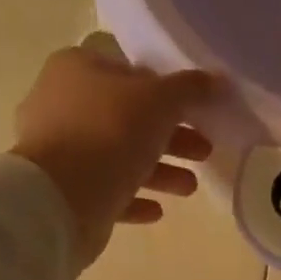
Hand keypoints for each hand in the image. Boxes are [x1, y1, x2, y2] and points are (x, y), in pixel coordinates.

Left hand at [12, 39, 220, 266]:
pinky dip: (134, 197)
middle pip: (129, 117)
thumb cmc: (110, 132)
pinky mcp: (66, 190)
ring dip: (160, 171)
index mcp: (79, 69)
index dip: (168, 91)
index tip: (198, 112)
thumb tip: (218, 79)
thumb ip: (190, 89)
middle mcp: (64, 103)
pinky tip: (157, 210)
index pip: (131, 72)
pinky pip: (107, 190)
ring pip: (120, 156)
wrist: (61, 197)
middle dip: (172, 137)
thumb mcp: (159, 100)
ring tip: (189, 187)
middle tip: (204, 150)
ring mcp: (61, 149)